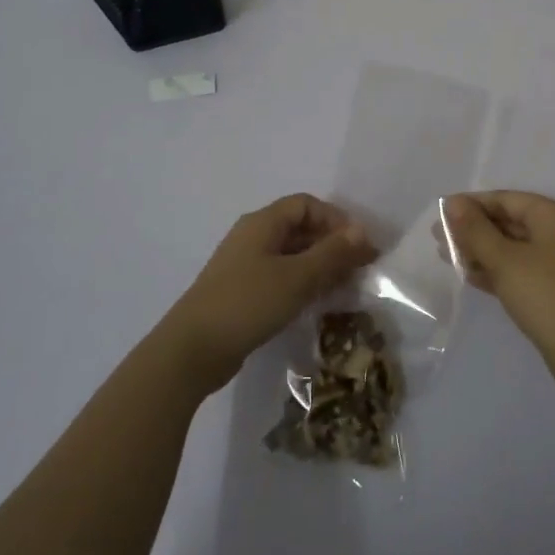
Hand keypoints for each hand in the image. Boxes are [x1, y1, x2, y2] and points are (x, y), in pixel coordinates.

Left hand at [161, 194, 377, 394]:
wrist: (193, 350)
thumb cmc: (248, 303)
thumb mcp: (298, 277)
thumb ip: (332, 253)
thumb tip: (362, 231)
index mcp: (263, 223)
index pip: (306, 205)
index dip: (336, 219)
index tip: (359, 246)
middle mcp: (252, 237)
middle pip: (300, 228)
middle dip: (332, 244)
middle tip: (359, 270)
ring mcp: (244, 265)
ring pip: (291, 255)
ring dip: (319, 266)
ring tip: (344, 288)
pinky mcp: (241, 292)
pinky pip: (280, 277)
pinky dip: (302, 283)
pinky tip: (316, 303)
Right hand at [444, 191, 554, 383]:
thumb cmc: (545, 295)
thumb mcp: (504, 260)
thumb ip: (475, 230)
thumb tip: (452, 203)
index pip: (507, 199)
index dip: (472, 204)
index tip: (441, 213)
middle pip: (510, 221)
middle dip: (473, 229)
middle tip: (438, 237)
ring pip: (513, 248)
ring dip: (481, 251)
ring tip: (445, 256)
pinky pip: (520, 269)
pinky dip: (497, 270)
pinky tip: (469, 276)